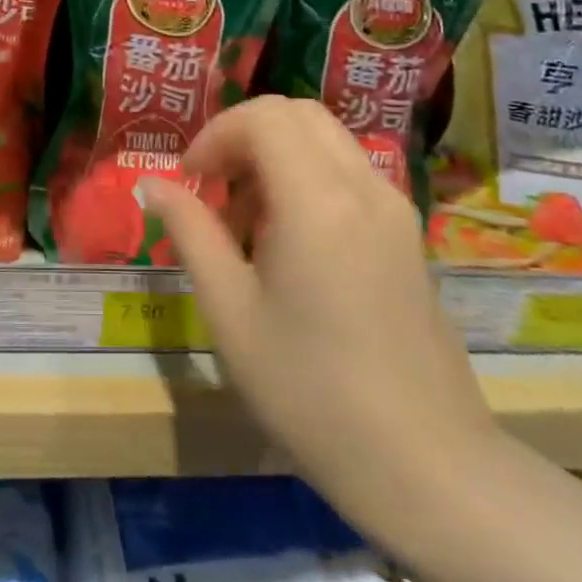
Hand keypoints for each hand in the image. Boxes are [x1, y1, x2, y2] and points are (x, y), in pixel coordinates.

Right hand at [137, 97, 495, 503]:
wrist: (426, 467)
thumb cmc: (310, 392)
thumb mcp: (231, 312)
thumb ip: (190, 232)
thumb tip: (154, 184)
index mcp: (318, 199)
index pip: (262, 117)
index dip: (215, 135)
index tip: (190, 181)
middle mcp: (363, 186)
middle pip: (297, 114)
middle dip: (244, 136)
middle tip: (215, 191)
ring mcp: (394, 208)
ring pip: (326, 139)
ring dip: (277, 156)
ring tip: (247, 223)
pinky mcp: (408, 234)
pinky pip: (349, 173)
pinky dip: (308, 178)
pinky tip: (291, 242)